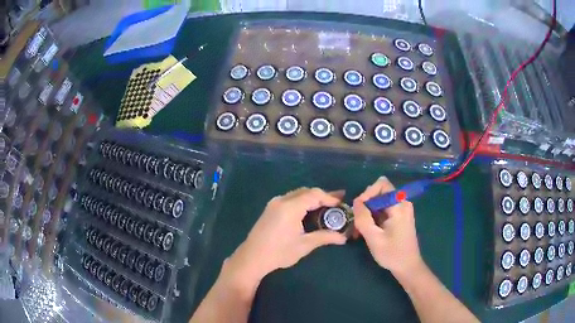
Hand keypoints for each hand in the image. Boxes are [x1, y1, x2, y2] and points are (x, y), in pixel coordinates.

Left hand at [227, 188, 347, 285]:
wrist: (252, 257)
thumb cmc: (279, 252)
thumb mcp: (304, 245)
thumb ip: (325, 237)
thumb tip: (343, 238)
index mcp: (290, 207)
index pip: (314, 195)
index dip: (329, 197)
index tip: (342, 203)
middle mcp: (282, 200)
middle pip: (306, 192)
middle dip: (322, 196)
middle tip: (337, 203)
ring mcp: (274, 203)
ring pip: (298, 194)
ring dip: (312, 198)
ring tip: (326, 206)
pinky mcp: (270, 208)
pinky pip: (290, 199)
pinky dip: (302, 201)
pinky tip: (309, 211)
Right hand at [353, 177, 423, 275]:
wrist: (408, 267)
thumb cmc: (392, 254)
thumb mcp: (374, 238)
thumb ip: (363, 218)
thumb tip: (356, 202)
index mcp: (399, 206)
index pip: (382, 184)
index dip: (368, 193)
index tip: (358, 209)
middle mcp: (402, 203)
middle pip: (379, 193)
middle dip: (366, 205)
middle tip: (357, 223)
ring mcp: (402, 210)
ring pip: (379, 202)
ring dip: (368, 213)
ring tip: (360, 230)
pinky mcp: (399, 216)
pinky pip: (383, 209)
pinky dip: (373, 218)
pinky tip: (367, 232)